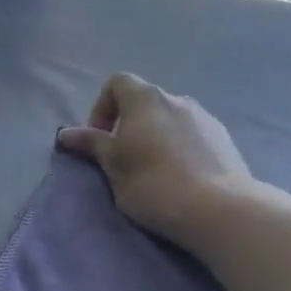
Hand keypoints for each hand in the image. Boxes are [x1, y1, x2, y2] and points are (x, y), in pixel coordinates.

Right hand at [57, 74, 252, 242]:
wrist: (217, 208)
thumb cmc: (153, 184)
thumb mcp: (113, 165)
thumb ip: (91, 144)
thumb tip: (65, 133)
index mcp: (145, 99)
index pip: (117, 83)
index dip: (102, 107)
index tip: (100, 139)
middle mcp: (177, 98)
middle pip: (145, 102)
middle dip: (129, 124)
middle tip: (124, 159)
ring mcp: (205, 117)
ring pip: (170, 119)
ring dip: (156, 136)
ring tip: (154, 170)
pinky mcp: (224, 139)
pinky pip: (192, 135)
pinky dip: (180, 147)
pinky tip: (182, 176)